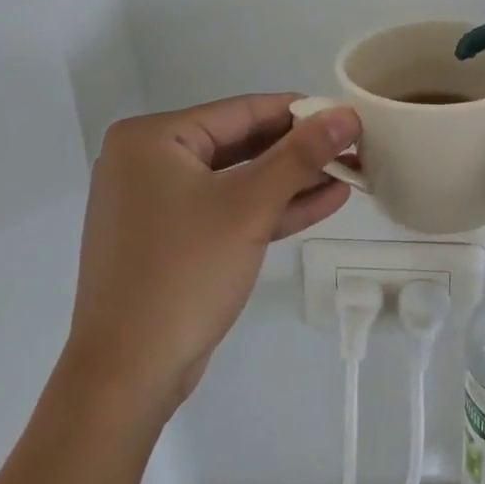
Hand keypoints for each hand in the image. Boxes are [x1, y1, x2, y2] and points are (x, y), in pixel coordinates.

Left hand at [68, 93, 358, 410]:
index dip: (300, 112)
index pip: (241, 111)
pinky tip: (324, 201)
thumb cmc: (184, 272)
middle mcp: (149, 162)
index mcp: (153, 139)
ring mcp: (159, 203)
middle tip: (354, 147)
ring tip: (351, 172)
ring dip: (294, 180)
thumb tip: (347, 114)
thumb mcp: (250, 207)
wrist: (129, 372)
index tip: (350, 114)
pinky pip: (229, 210)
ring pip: (239, 180)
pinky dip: (272, 208)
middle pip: (241, 144)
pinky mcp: (173, 239)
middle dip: (301, 151)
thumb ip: (301, 156)